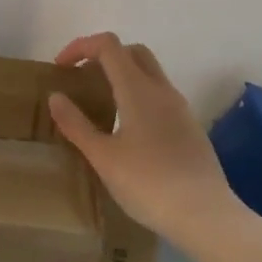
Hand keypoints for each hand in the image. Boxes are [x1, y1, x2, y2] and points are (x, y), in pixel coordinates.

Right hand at [47, 32, 249, 257]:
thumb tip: (56, 96)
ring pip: (149, 73)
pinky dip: (139, 96)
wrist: (205, 215)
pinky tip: (128, 130)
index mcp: (137, 89)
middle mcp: (162, 89)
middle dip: (104, 57)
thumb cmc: (148, 184)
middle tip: (82, 81)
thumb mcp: (103, 157)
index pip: (108, 45)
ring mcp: (180, 108)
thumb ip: (76, 124)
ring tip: (101, 106)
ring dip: (123, 76)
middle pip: (132, 52)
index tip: (61, 68)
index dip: (81, 46)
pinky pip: (160, 96)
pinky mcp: (190, 127)